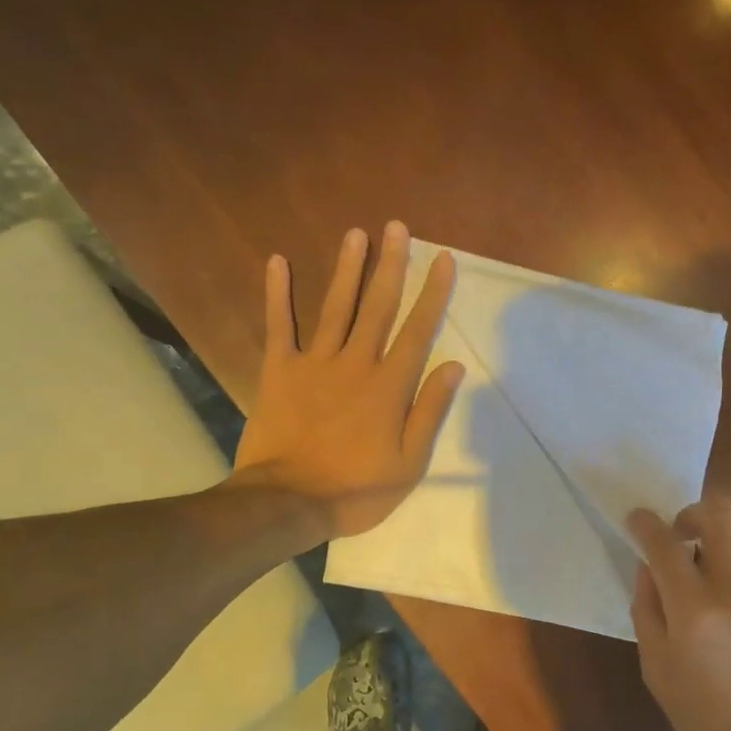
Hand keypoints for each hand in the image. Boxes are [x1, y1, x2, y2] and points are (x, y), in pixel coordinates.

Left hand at [234, 222, 464, 540]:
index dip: (433, 294)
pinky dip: (278, 294)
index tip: (443, 259)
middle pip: (378, 306)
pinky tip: (277, 261)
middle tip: (398, 227)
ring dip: (347, 269)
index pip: (417, 330)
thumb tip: (453, 366)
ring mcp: (315, 363)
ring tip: (357, 233)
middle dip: (391, 265)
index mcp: (389, 386)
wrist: (287, 502)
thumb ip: (429, 411)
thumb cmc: (355, 489)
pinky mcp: (279, 370)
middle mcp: (355, 363)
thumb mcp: (408, 463)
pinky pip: (278, 325)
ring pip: (336, 307)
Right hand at [627, 498, 730, 730]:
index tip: (638, 520)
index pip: (663, 543)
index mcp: (694, 612)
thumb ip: (647, 607)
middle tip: (682, 536)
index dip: (645, 523)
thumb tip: (649, 565)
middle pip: (719, 514)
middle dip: (692, 514)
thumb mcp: (656, 668)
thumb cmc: (706, 717)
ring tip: (716, 571)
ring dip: (723, 541)